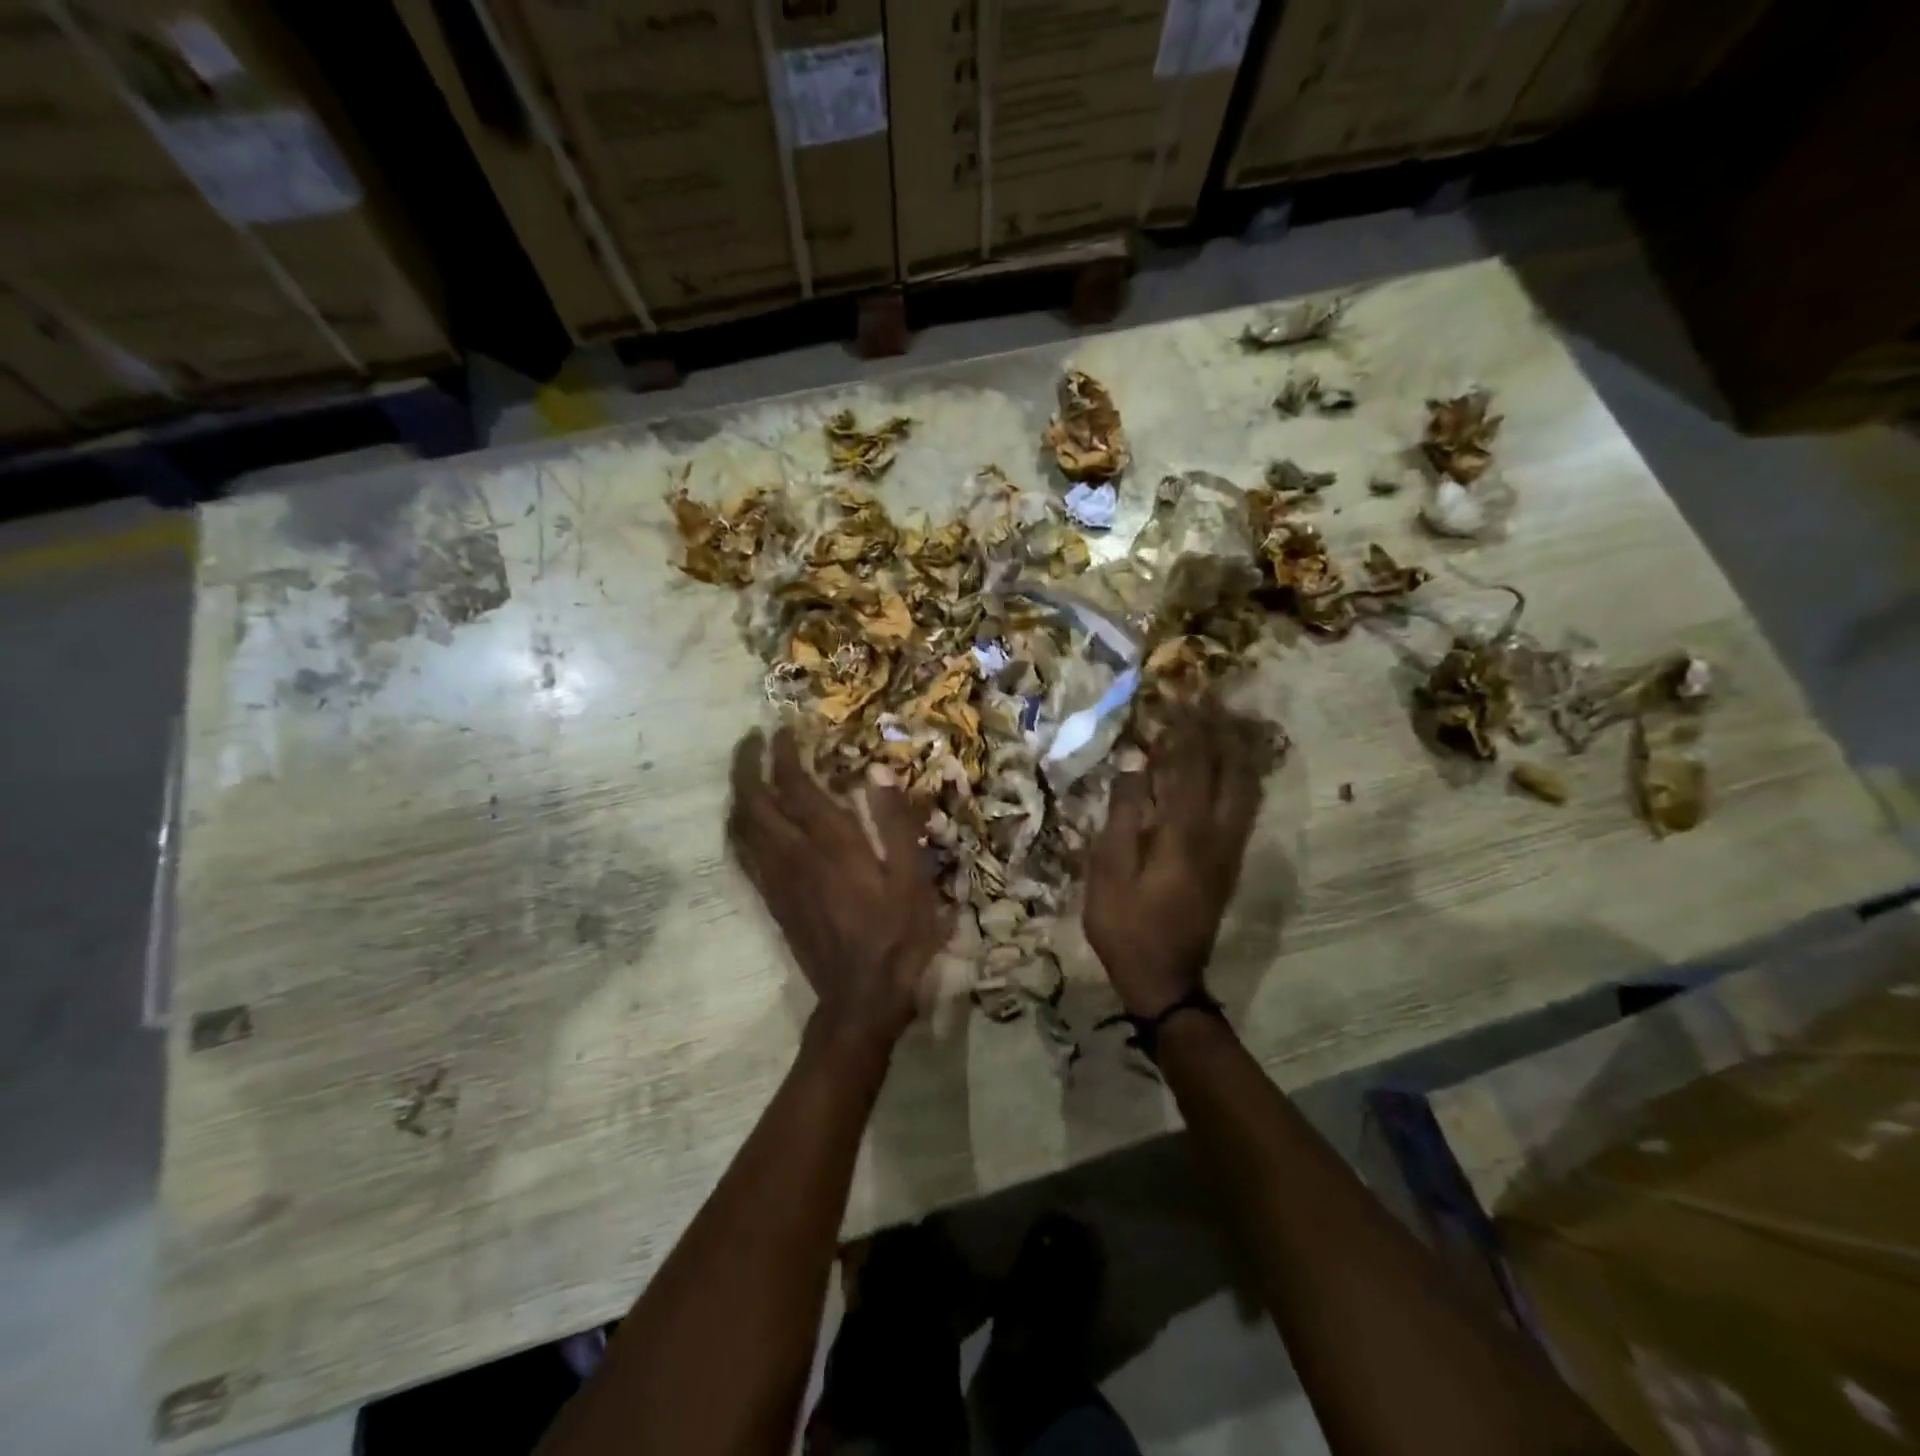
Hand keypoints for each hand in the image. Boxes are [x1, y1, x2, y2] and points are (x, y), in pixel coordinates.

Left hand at [729, 727, 951, 1053]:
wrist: (860, 997)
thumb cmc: (896, 934)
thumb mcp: (911, 877)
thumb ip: (893, 822)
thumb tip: (876, 772)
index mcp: (830, 843)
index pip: (793, 785)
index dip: (783, 752)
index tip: (783, 728)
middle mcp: (793, 855)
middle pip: (752, 800)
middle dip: (745, 764)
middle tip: (750, 740)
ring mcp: (776, 879)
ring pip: (740, 826)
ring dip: (738, 792)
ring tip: (746, 772)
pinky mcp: (771, 900)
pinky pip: (742, 854)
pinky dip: (739, 826)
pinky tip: (748, 822)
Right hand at [1084, 701, 1266, 1017]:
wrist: (1165, 978)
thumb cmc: (1125, 924)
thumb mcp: (1107, 871)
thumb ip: (1122, 815)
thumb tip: (1135, 769)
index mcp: (1183, 832)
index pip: (1190, 765)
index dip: (1187, 728)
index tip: (1181, 695)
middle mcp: (1217, 834)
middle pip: (1230, 769)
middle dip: (1221, 730)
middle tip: (1210, 699)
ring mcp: (1229, 849)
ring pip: (1246, 787)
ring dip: (1237, 750)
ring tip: (1226, 722)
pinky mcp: (1229, 862)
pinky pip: (1244, 806)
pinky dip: (1241, 776)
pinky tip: (1232, 767)